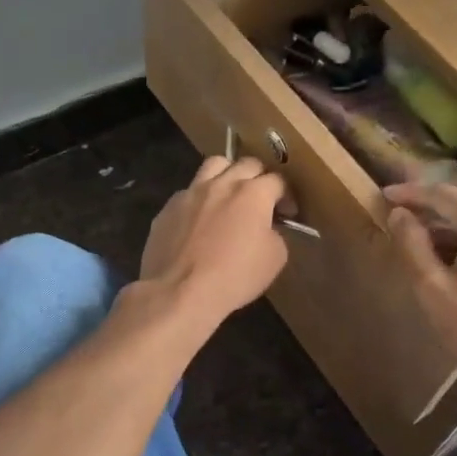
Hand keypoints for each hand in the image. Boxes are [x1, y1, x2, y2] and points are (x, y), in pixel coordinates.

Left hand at [140, 154, 289, 328]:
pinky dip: (200, 199)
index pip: (278, 180)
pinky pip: (189, 192)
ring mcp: (191, 192)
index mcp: (253, 194)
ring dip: (227, 174)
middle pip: (247, 164)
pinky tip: (200, 219)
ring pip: (214, 165)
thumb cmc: (235, 276)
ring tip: (229, 195)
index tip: (287, 213)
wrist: (180, 291)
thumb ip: (276, 234)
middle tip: (261, 200)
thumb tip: (267, 228)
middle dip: (259, 178)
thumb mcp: (275, 259)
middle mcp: (222, 184)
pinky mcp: (169, 207)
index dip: (286, 196)